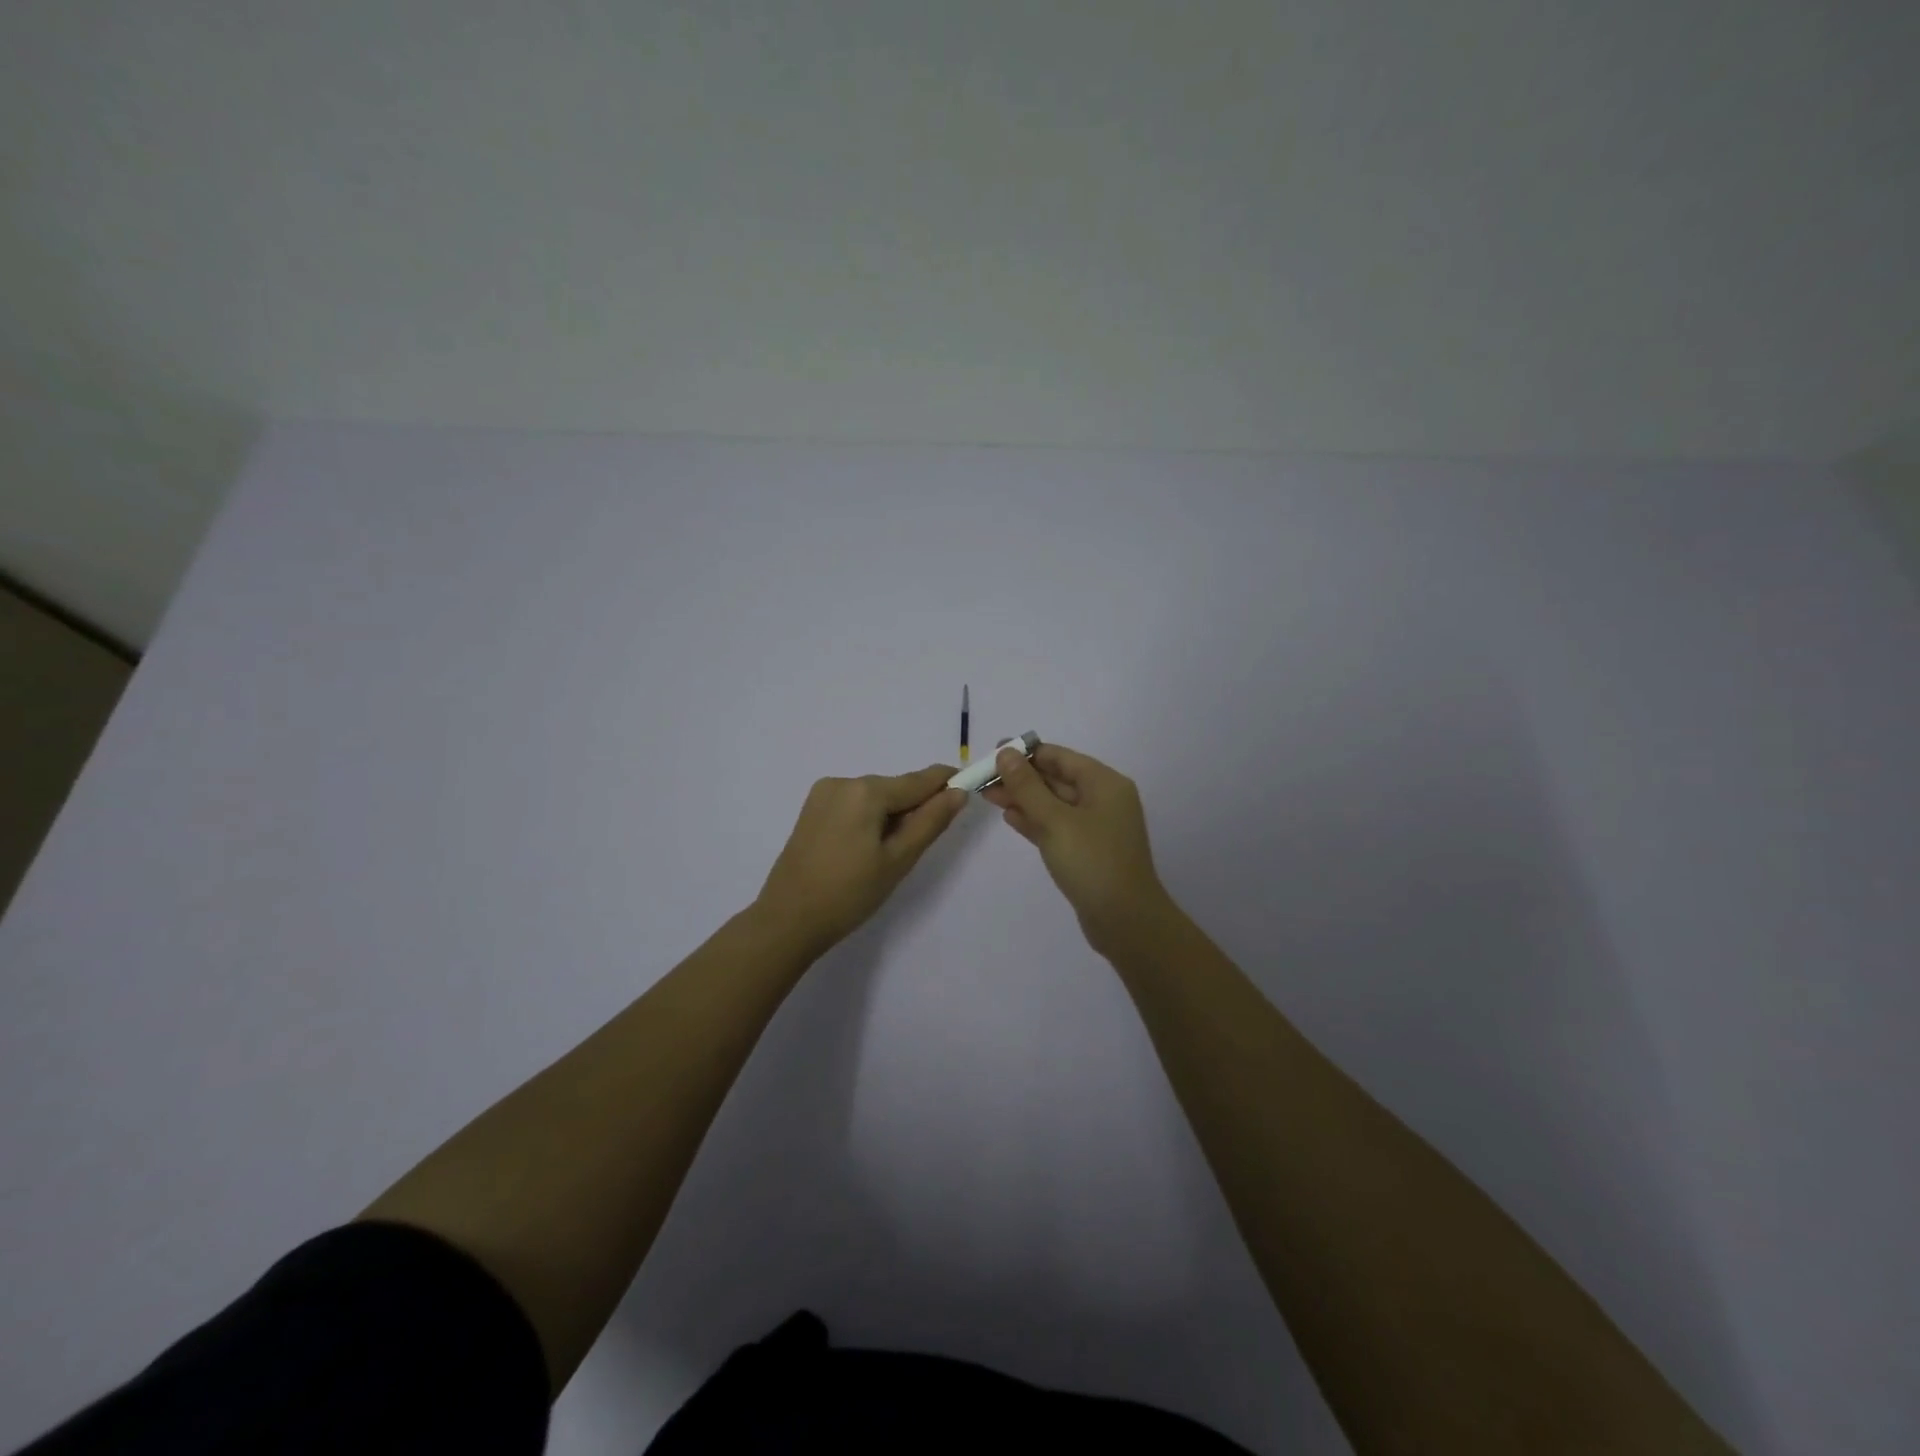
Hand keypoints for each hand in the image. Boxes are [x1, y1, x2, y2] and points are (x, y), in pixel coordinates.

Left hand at [752, 765, 967, 958]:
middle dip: (914, 809)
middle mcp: (843, 781)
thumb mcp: (898, 860)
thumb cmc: (849, 893)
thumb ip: (930, 822)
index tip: (970, 788)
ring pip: (874, 798)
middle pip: (895, 788)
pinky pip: (854, 805)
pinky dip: (869, 820)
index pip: (919, 780)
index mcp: (866, 790)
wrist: (787, 920)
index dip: (946, 783)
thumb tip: (958, 792)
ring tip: (886, 858)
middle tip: (917, 849)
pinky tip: (864, 852)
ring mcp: (823, 794)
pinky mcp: (812, 810)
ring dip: (890, 817)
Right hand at [980, 742, 1173, 957]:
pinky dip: (1034, 820)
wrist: (1125, 920)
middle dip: (1020, 777)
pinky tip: (1009, 817)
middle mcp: (1103, 799)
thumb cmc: (1092, 862)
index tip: (992, 752)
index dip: (1025, 753)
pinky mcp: (1087, 851)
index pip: (1060, 757)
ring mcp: (1096, 827)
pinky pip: (1057, 826)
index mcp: (1104, 783)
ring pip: (1053, 804)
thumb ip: (1027, 786)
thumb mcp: (1055, 820)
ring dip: (1023, 799)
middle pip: (1056, 778)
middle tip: (982, 777)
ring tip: (987, 795)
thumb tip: (1006, 753)